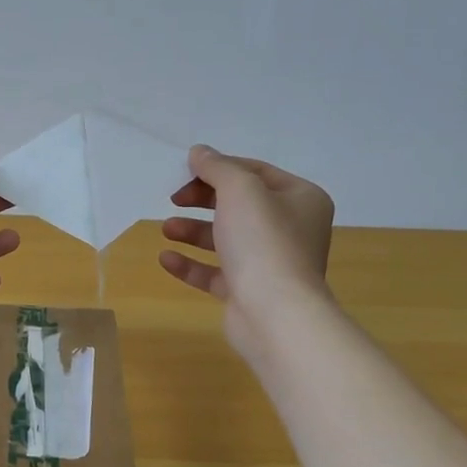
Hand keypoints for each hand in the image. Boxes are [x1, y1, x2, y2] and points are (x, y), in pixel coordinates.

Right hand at [159, 146, 334, 353]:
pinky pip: (216, 272)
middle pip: (239, 204)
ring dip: (193, 231)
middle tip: (174, 199)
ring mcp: (269, 263)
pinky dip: (191, 264)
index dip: (218, 168)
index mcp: (301, 199)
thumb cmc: (263, 242)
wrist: (275, 313)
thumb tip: (200, 152)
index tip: (185, 172)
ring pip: (225, 239)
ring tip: (165, 229)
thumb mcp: (240, 190)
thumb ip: (217, 168)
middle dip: (203, 200)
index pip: (255, 172)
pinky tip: (165, 258)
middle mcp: (290, 229)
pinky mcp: (248, 291)